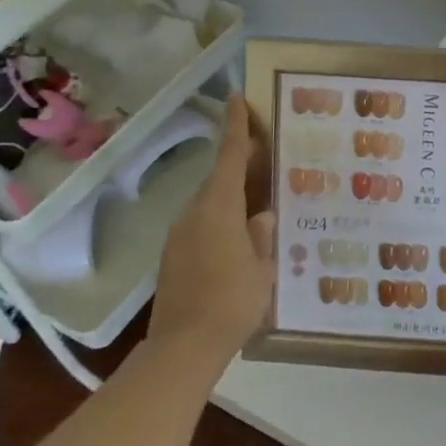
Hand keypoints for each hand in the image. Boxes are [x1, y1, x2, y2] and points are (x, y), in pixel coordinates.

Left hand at [149, 94, 275, 359]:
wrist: (182, 348)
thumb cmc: (231, 301)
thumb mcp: (262, 267)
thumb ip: (262, 236)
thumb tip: (262, 216)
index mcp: (219, 207)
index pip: (230, 156)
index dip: (236, 126)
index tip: (237, 97)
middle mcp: (195, 213)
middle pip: (220, 178)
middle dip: (242, 163)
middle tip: (270, 154)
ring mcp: (181, 236)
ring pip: (212, 203)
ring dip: (234, 196)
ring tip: (262, 200)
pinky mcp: (175, 258)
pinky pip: (204, 225)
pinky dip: (223, 220)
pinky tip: (242, 239)